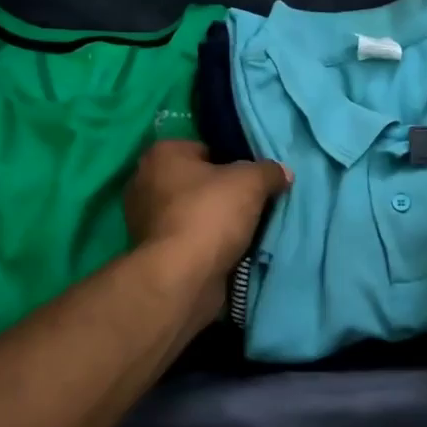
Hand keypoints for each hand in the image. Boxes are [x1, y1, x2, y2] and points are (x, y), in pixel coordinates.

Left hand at [125, 141, 289, 319]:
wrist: (182, 277)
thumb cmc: (210, 215)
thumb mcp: (251, 182)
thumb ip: (269, 171)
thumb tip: (282, 173)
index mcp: (162, 154)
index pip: (205, 149)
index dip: (232, 162)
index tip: (253, 181)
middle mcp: (145, 182)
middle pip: (198, 182)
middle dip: (223, 194)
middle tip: (253, 205)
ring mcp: (144, 220)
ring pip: (193, 213)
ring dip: (216, 222)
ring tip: (246, 231)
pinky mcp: (152, 252)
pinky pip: (188, 239)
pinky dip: (206, 245)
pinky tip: (230, 251)